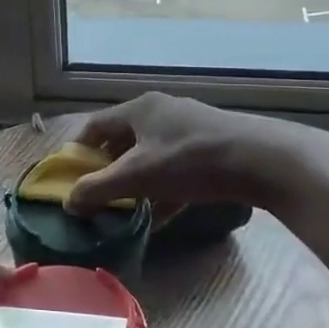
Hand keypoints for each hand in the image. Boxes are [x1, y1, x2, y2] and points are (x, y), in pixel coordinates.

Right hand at [65, 92, 302, 215]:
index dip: (78, 151)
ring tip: (124, 210)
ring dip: (134, 182)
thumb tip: (68, 202)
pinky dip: (161, 191)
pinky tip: (158, 218)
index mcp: (139, 109)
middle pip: (122, 141)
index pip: (95, 126)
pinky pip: (174, 169)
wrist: (260, 160)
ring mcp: (188, 129)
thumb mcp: (137, 176)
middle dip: (106, 170)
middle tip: (96, 197)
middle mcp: (161, 112)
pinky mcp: (209, 148)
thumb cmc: (189, 160)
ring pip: (149, 156)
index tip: (70, 179)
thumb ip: (98, 189)